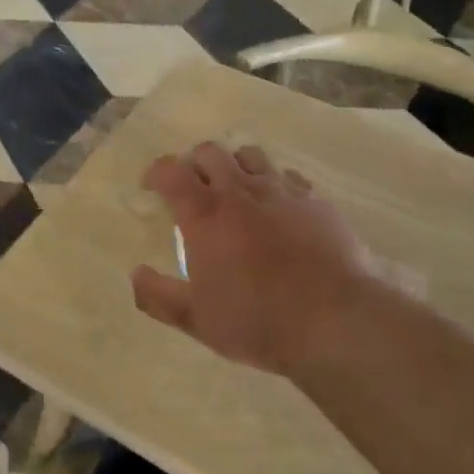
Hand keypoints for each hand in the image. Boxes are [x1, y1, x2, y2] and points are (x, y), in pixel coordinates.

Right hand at [130, 142, 385, 377]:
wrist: (336, 321)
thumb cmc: (258, 321)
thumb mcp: (197, 321)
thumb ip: (158, 296)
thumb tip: (136, 274)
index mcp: (205, 214)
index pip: (170, 171)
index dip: (157, 172)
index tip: (152, 186)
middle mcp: (240, 191)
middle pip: (210, 152)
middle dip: (195, 164)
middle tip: (194, 189)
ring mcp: (281, 191)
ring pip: (250, 155)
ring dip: (235, 166)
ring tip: (236, 192)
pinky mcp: (315, 200)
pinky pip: (287, 176)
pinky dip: (273, 184)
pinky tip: (278, 208)